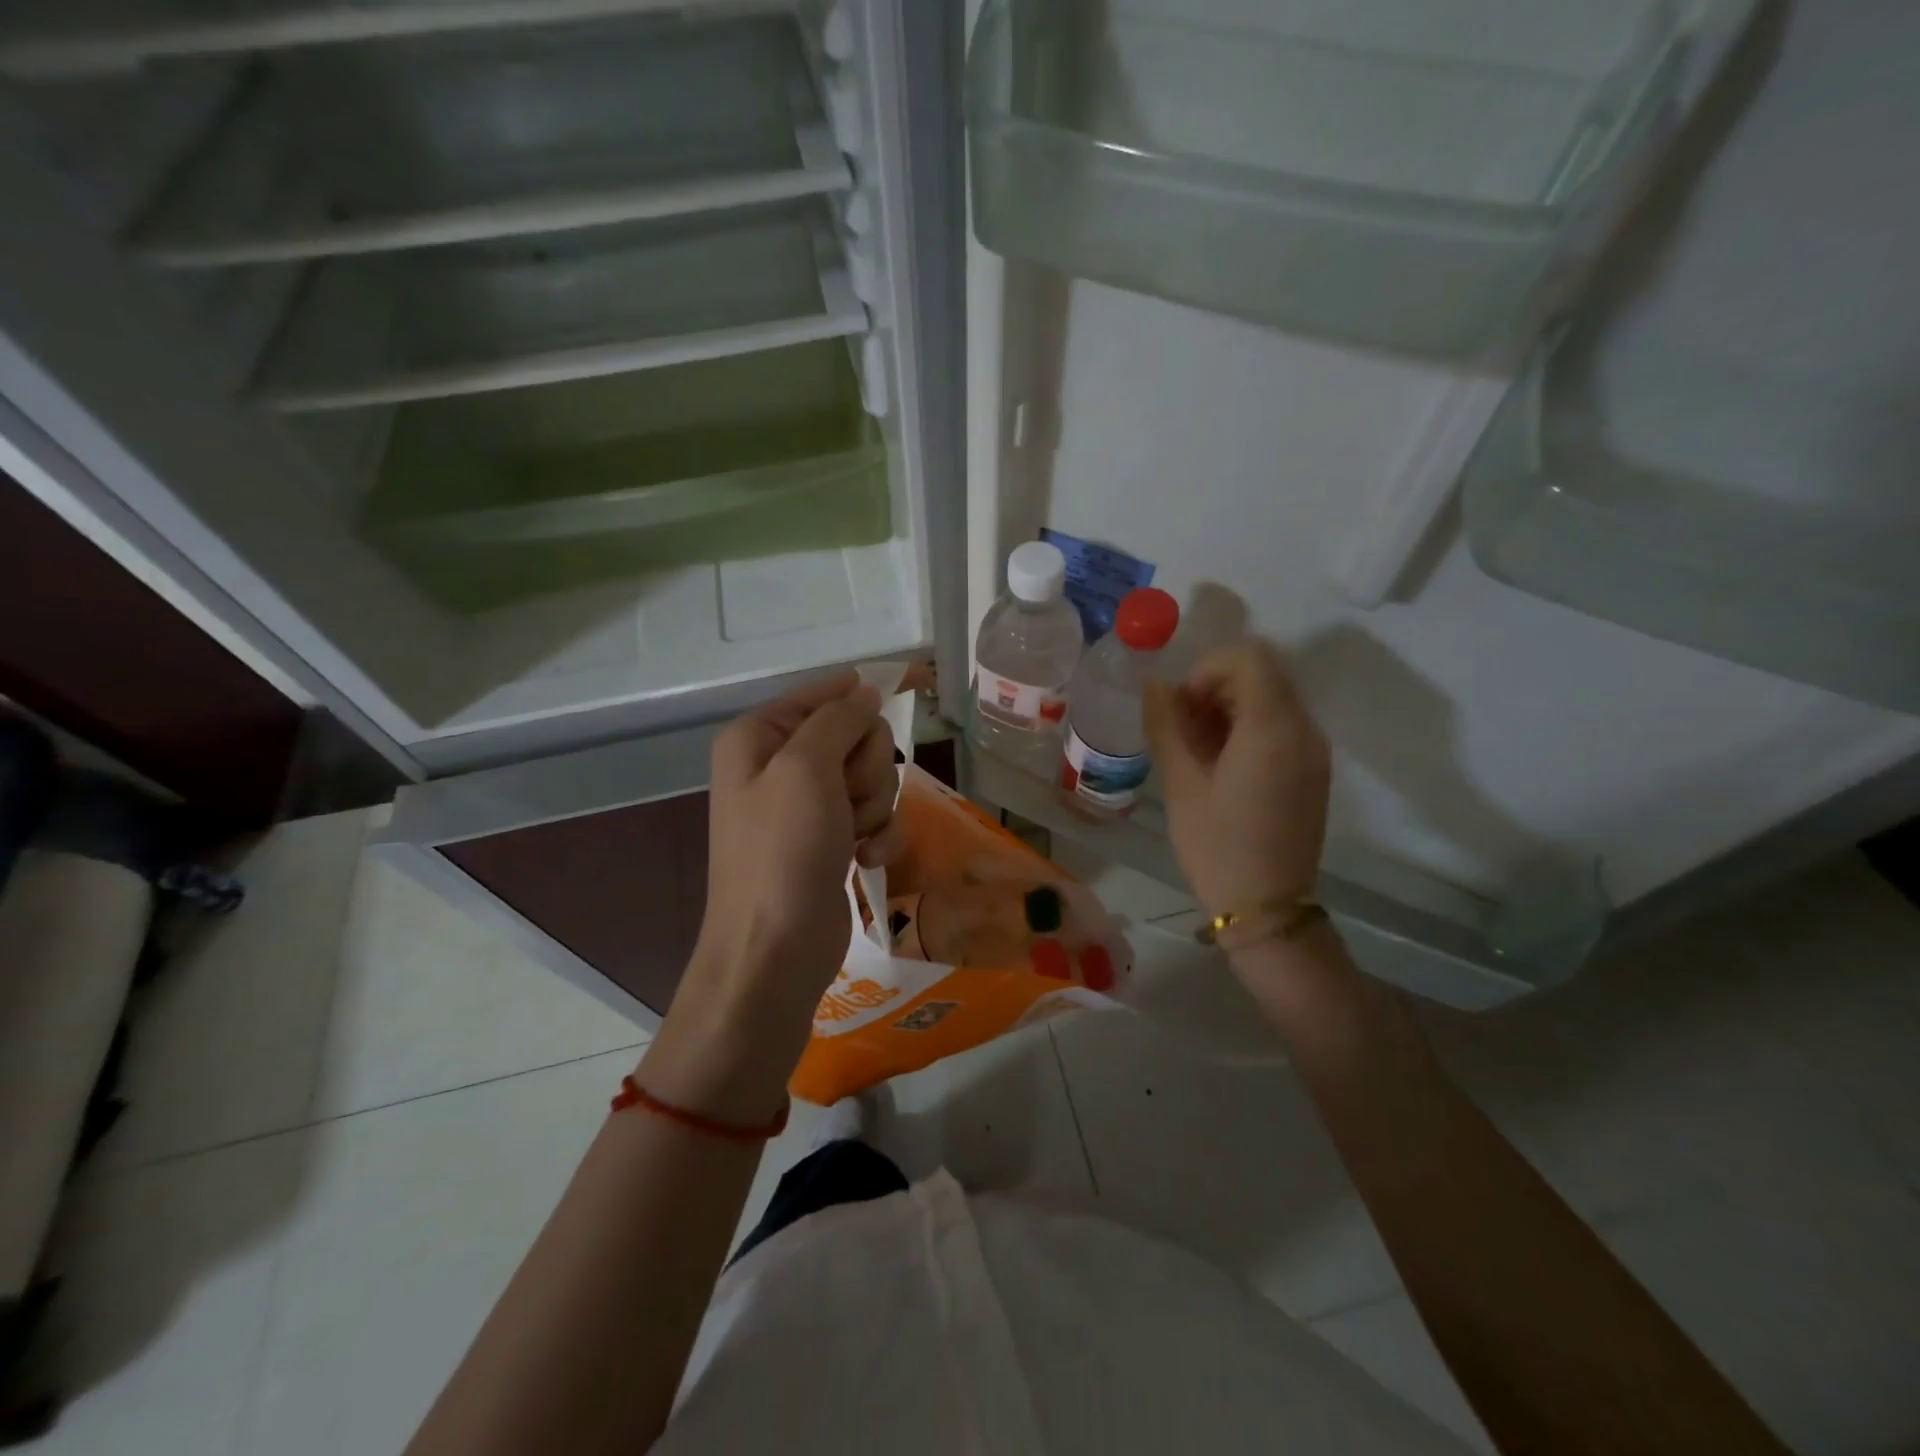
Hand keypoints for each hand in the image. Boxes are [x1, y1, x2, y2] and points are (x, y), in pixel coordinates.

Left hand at [646, 672, 901, 1121]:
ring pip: (873, 777)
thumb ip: (838, 719)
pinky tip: (867, 861)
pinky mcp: (833, 840)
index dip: (865, 694)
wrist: (775, 951)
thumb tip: (865, 690)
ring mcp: (808, 806)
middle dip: (867, 768)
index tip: (918, 682)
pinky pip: (875, 816)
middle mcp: (781, 765)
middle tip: (848, 799)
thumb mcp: (805, 769)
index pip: (825, 693)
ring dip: (875, 806)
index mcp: (759, 736)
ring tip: (854, 837)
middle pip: (857, 735)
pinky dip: (879, 836)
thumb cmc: (783, 851)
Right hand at [1144, 638, 1329, 919]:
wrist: (1267, 909)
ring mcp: (1314, 751)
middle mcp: (1304, 729)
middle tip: (1184, 729)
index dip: (1207, 669)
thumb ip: (1166, 725)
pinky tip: (1222, 765)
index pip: (1249, 657)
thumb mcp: (1181, 784)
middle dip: (1216, 687)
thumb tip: (1155, 685)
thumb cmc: (1217, 846)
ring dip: (1231, 707)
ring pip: (1272, 698)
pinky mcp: (1314, 770)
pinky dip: (1249, 728)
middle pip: (1263, 673)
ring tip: (1198, 750)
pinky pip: (1282, 725)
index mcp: (1272, 728)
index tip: (1183, 707)